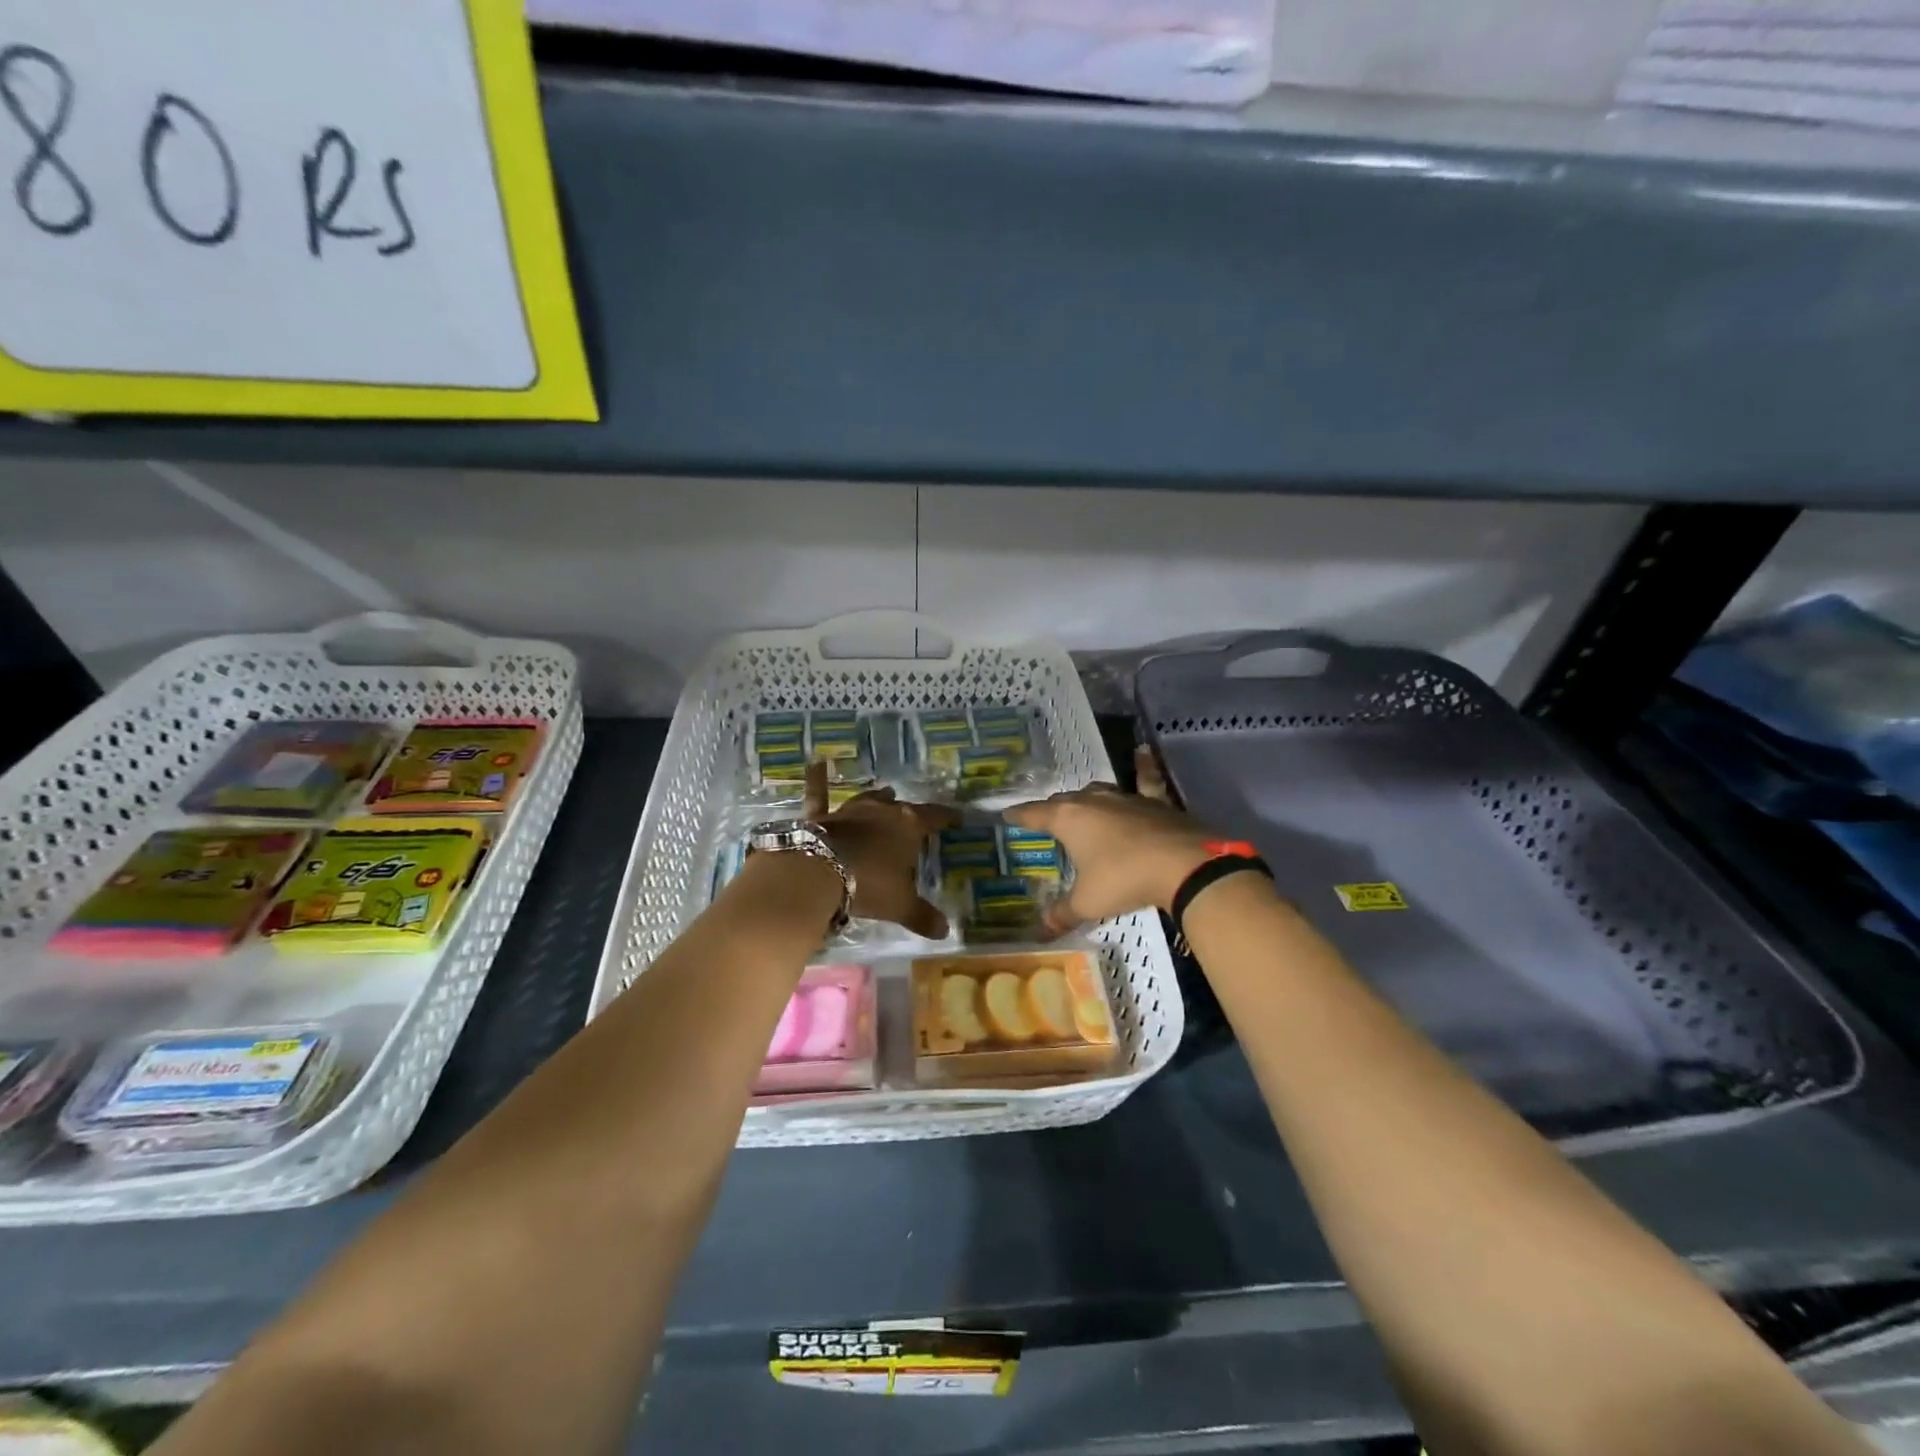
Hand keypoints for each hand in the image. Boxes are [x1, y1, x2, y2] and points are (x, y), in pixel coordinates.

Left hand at [804, 761, 957, 938]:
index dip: (947, 817)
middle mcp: (883, 810)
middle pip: (902, 808)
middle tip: (916, 816)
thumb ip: (923, 916)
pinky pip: (819, 794)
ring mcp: (850, 810)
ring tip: (886, 793)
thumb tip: (945, 931)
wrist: (818, 873)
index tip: (958, 816)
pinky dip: (818, 779)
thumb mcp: (901, 905)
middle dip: (910, 812)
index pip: (935, 816)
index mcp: (909, 825)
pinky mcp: (822, 817)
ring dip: (878, 798)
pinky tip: (816, 762)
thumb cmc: (870, 885)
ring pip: (869, 799)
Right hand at [1004, 749, 1218, 934]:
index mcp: (1069, 818)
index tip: (1007, 814)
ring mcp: (1126, 798)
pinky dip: (1142, 768)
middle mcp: (1093, 800)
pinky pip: (1145, 780)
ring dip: (1086, 798)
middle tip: (1045, 820)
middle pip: (1065, 800)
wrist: (1183, 864)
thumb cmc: (1124, 879)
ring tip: (1080, 803)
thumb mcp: (1088, 902)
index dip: (1020, 815)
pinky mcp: (1156, 803)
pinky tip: (1141, 752)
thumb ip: (1063, 913)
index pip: (1035, 814)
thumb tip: (1042, 930)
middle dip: (1053, 809)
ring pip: (1098, 791)